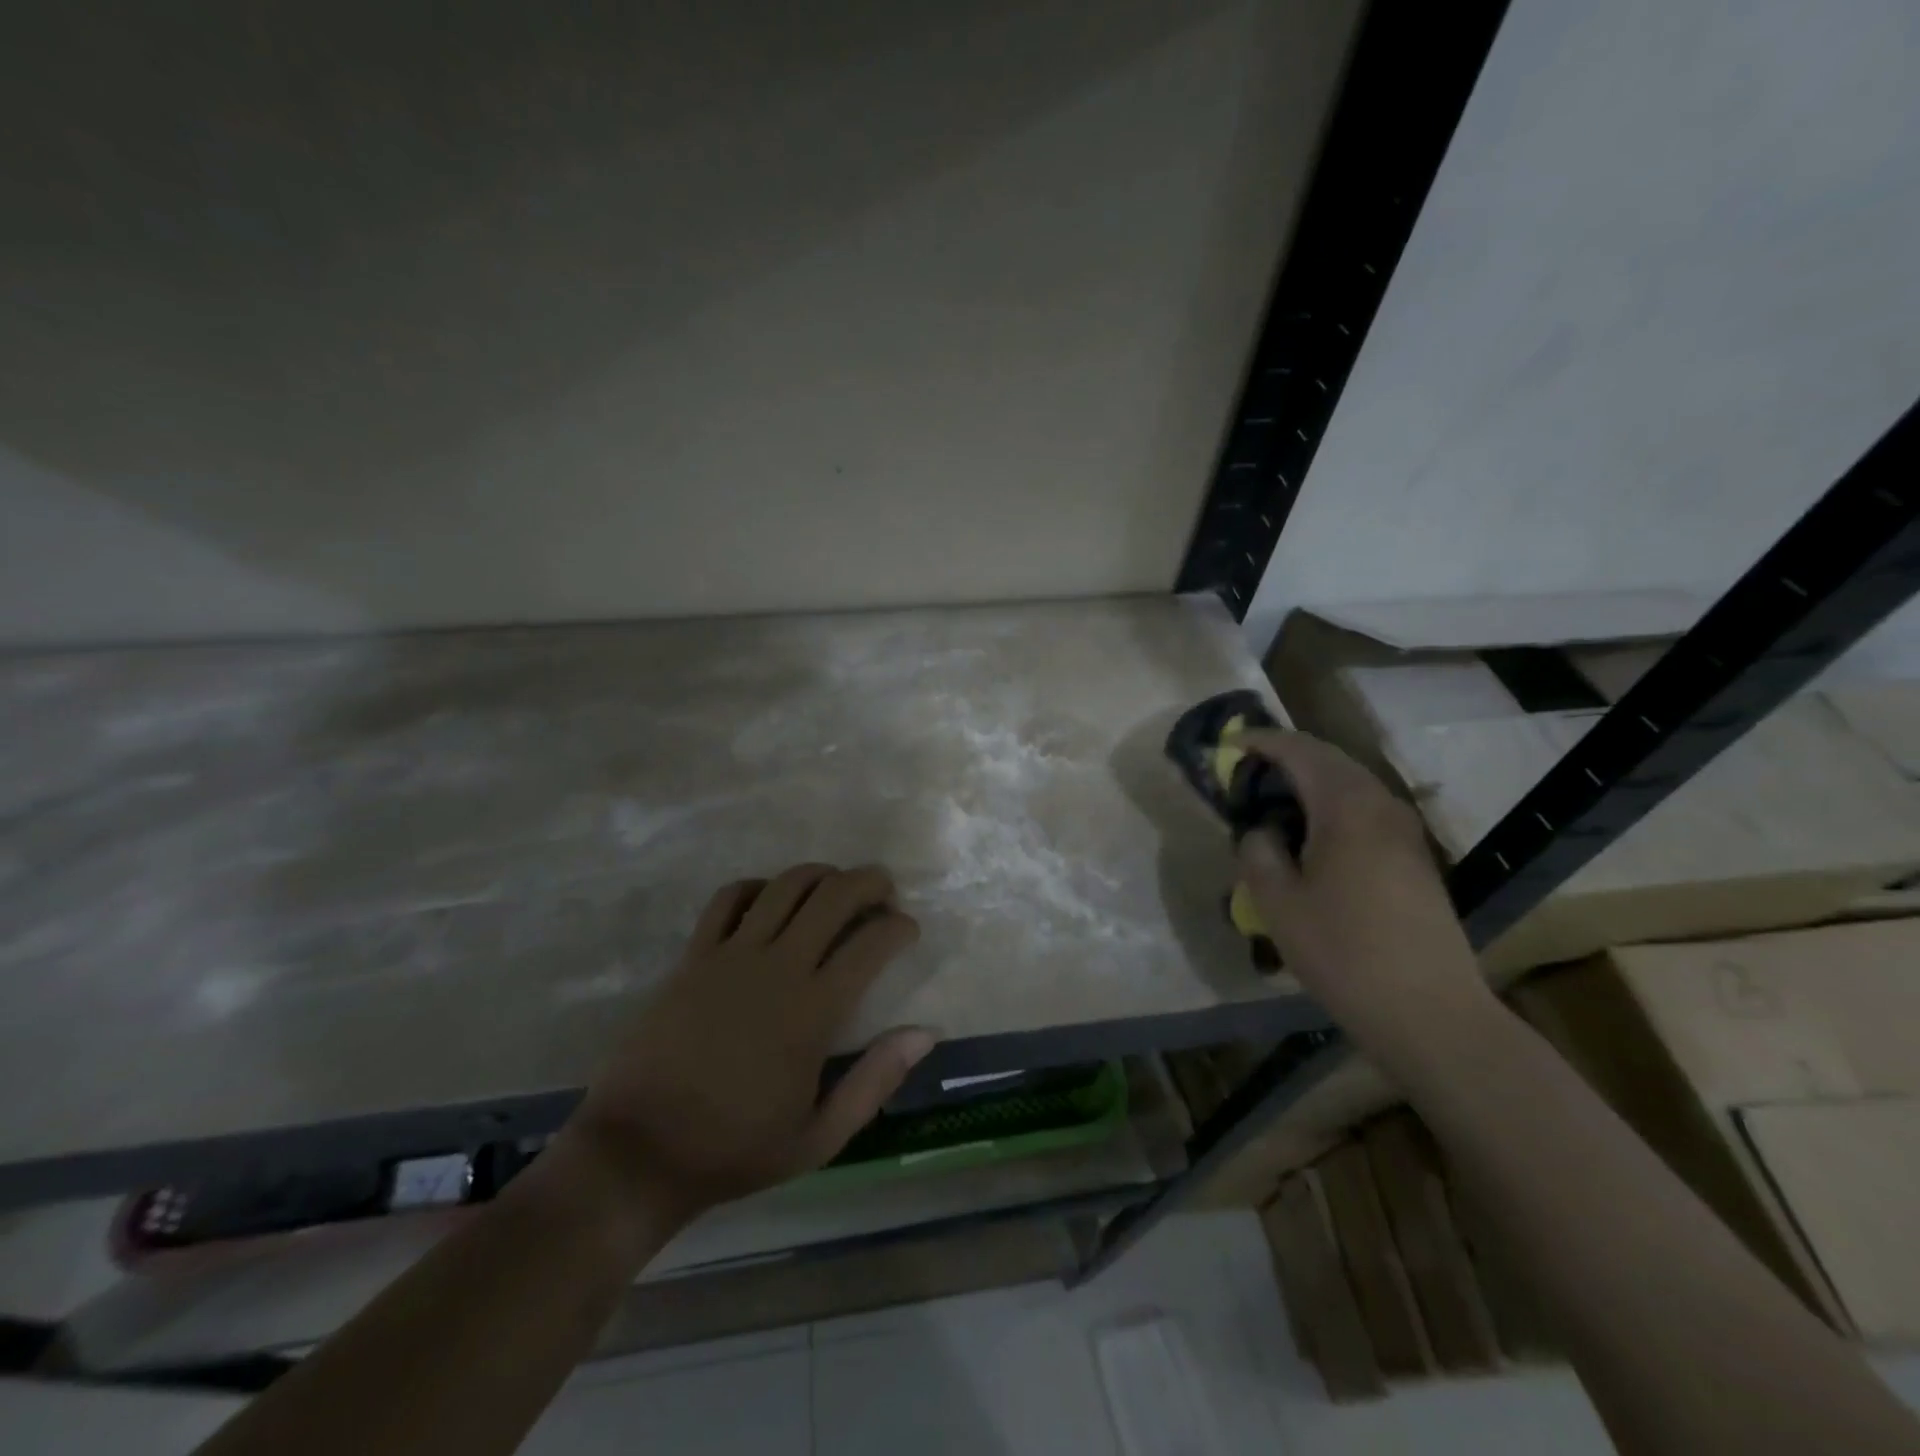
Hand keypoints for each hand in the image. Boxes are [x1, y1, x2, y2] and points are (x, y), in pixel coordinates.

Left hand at [557, 864, 932, 1228]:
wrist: (639, 1153)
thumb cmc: (735, 1149)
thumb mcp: (819, 1137)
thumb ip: (875, 1081)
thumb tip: (926, 1032)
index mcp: (813, 1011)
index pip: (871, 943)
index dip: (899, 926)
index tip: (908, 930)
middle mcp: (777, 968)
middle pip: (833, 896)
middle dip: (869, 882)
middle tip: (884, 890)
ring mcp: (730, 955)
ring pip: (785, 886)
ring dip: (821, 874)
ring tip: (835, 885)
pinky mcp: (693, 956)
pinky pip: (729, 898)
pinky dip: (757, 887)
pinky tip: (770, 899)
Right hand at [1231, 729, 1496, 1078]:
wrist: (1429, 1011)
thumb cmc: (1343, 952)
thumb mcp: (1277, 902)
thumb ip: (1258, 852)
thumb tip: (1261, 831)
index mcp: (1346, 806)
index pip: (1298, 750)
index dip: (1260, 742)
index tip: (1227, 746)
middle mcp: (1382, 804)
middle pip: (1329, 759)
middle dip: (1285, 757)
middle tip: (1245, 774)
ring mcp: (1406, 831)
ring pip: (1350, 784)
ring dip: (1310, 783)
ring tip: (1273, 804)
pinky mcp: (1416, 857)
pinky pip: (1366, 810)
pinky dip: (1332, 806)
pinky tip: (1312, 838)